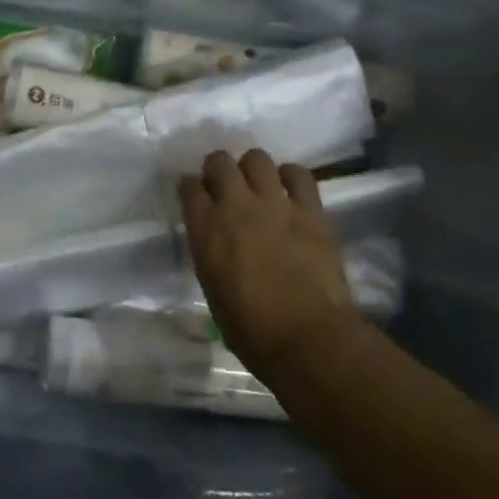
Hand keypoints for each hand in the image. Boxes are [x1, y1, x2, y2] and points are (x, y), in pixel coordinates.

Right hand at [179, 149, 358, 383]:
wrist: (308, 340)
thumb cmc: (251, 330)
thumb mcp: (212, 288)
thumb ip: (209, 251)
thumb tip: (215, 239)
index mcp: (206, 229)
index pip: (188, 186)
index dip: (192, 189)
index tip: (197, 198)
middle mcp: (235, 206)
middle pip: (219, 161)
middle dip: (218, 169)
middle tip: (225, 187)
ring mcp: (275, 204)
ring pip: (257, 158)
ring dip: (252, 169)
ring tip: (258, 186)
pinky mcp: (310, 210)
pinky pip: (299, 174)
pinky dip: (291, 176)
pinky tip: (290, 190)